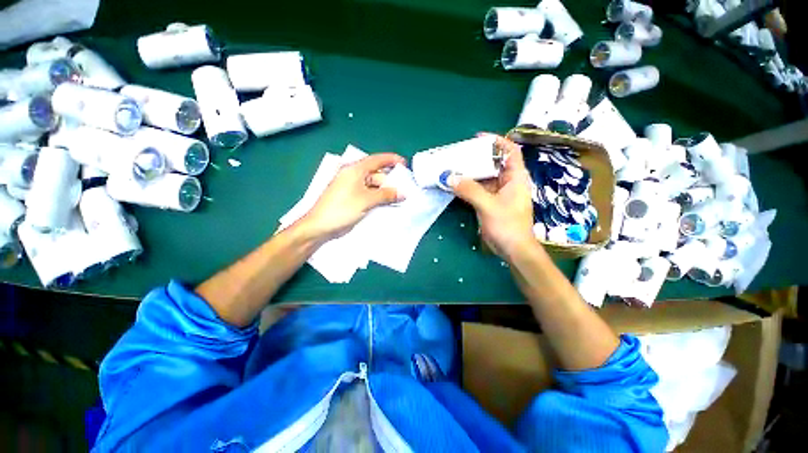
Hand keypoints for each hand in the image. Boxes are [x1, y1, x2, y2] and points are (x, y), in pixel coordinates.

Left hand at [302, 153, 405, 239]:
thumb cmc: (341, 209)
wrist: (321, 226)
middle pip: (376, 174)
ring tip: (398, 199)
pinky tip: (388, 204)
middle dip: (390, 181)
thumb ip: (386, 195)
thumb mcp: (366, 200)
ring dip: (385, 192)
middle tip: (404, 189)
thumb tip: (402, 193)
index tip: (404, 163)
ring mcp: (352, 188)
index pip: (376, 160)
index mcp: (354, 170)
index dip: (391, 160)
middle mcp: (354, 176)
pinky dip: (379, 198)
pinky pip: (369, 195)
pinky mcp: (353, 199)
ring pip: (374, 186)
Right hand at [447, 135, 536, 260]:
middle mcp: (507, 182)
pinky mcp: (489, 203)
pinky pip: (477, 190)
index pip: (510, 151)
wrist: (512, 249)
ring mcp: (498, 193)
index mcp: (515, 177)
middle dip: (477, 157)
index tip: (478, 138)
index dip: (496, 141)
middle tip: (458, 154)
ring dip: (470, 173)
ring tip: (453, 167)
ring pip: (483, 177)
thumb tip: (448, 176)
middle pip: (493, 163)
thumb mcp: (488, 205)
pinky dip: (467, 186)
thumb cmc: (507, 225)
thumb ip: (469, 190)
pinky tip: (455, 184)